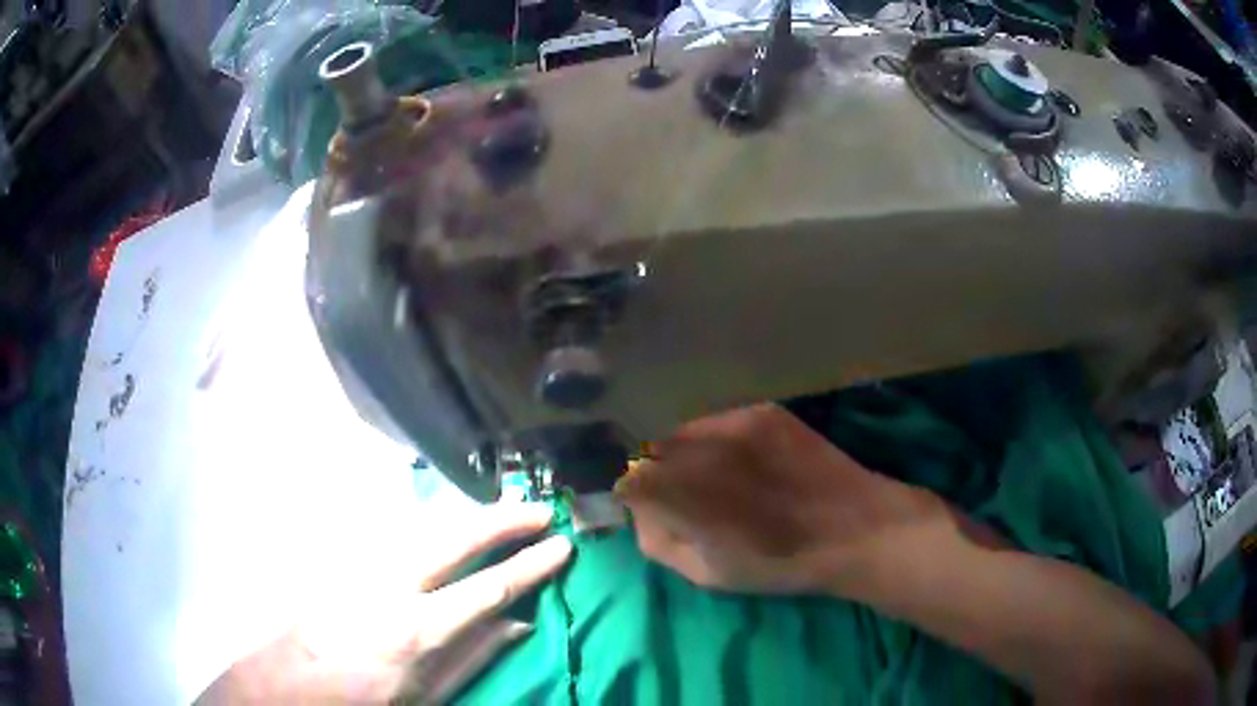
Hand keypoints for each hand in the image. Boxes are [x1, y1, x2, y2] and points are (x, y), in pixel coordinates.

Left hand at [196, 504, 571, 704]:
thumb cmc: (364, 699)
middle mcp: (392, 585)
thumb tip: (518, 624)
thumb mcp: (426, 696)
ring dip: (470, 515)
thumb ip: (473, 656)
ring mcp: (365, 565)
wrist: (291, 682)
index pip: (488, 587)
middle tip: (539, 508)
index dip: (530, 565)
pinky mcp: (347, 560)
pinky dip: (434, 524)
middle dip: (502, 520)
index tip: (562, 546)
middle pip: (456, 538)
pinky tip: (450, 524)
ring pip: (426, 525)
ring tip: (504, 508)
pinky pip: (400, 534)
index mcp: (417, 629)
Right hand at [615, 404, 943, 595]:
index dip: (623, 489)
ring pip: (682, 430)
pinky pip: (716, 421)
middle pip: (649, 448)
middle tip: (672, 493)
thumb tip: (637, 512)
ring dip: (681, 452)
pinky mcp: (760, 410)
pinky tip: (739, 461)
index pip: (624, 477)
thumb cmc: (778, 563)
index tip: (634, 502)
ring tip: (710, 476)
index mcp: (684, 495)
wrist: (854, 528)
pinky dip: (713, 439)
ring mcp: (733, 423)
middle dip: (650, 470)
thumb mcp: (706, 574)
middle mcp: (701, 449)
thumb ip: (658, 541)